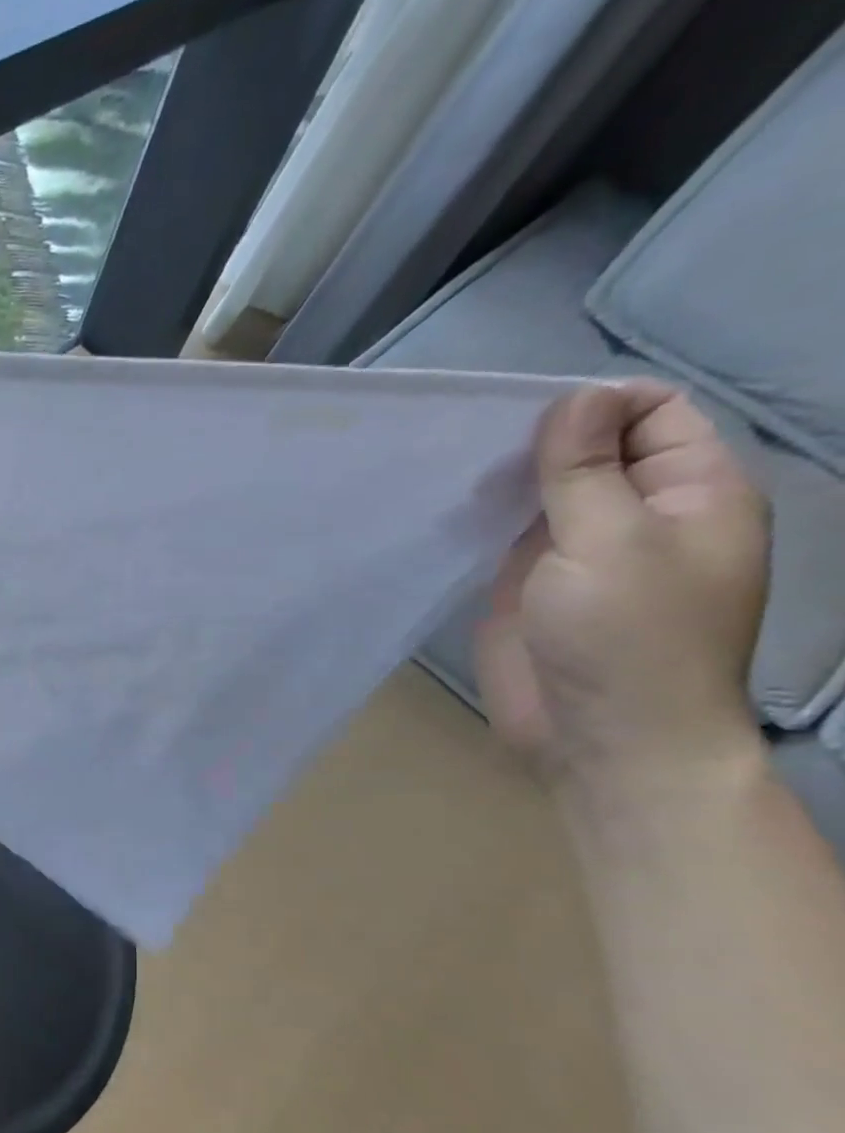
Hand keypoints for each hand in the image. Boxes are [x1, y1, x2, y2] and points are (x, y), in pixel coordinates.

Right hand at [474, 381, 768, 795]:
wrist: (598, 735)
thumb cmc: (626, 638)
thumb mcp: (611, 541)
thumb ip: (588, 468)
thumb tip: (575, 397)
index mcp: (690, 492)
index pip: (652, 412)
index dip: (594, 406)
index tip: (522, 422)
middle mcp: (636, 513)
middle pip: (590, 448)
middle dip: (536, 441)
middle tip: (469, 447)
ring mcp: (578, 551)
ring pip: (542, 491)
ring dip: (501, 481)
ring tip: (445, 474)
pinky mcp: (529, 584)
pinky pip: (506, 534)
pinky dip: (479, 519)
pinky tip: (443, 512)